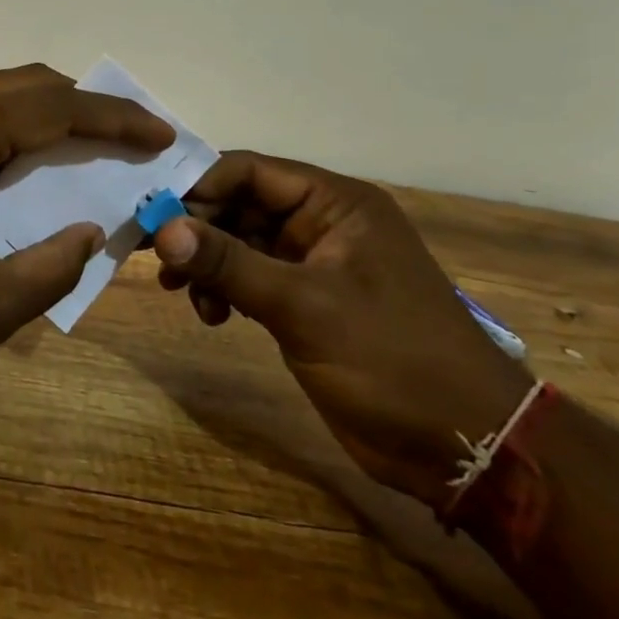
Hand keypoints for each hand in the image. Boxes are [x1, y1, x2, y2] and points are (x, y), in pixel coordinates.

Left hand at [0, 64, 174, 373]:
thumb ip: (53, 266)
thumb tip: (93, 233)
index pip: (57, 108)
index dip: (117, 119)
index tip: (162, 132)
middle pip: (29, 86)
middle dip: (87, 106)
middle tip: (133, 137)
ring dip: (49, 113)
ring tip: (91, 146)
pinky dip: (14, 129)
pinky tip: (29, 164)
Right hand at [152, 152, 533, 508]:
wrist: (465, 447)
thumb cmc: (391, 359)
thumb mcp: (304, 306)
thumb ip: (229, 263)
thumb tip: (162, 228)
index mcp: (336, 204)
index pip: (251, 171)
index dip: (199, 186)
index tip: (153, 213)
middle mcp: (323, 224)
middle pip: (241, 205)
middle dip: (198, 229)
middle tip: (155, 256)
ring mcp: (315, 265)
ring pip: (241, 242)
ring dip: (207, 262)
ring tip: (180, 291)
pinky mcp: (307, 303)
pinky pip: (251, 278)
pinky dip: (225, 290)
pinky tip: (212, 316)